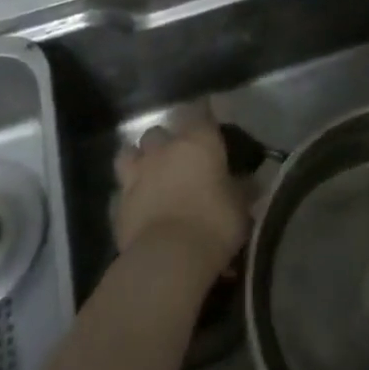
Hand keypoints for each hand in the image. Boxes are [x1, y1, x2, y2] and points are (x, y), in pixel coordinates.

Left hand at [113, 116, 249, 277]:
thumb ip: (241, 189)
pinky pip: (121, 189)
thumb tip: (250, 182)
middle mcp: (165, 149)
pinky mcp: (118, 203)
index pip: (200, 111)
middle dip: (165, 141)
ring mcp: (137, 173)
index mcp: (199, 141)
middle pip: (159, 131)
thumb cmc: (214, 224)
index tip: (209, 122)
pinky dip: (128, 194)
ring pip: (129, 152)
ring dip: (139, 159)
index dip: (203, 114)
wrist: (168, 258)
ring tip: (149, 173)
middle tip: (178, 158)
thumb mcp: (240, 207)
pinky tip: (137, 205)